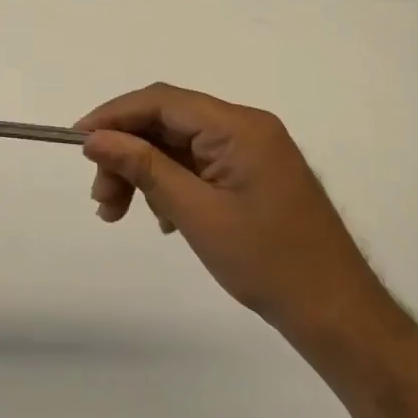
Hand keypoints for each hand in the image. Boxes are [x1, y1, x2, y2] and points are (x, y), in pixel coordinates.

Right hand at [78, 84, 393, 357]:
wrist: (339, 316)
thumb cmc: (268, 263)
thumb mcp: (195, 214)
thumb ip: (143, 167)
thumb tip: (95, 138)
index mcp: (239, 126)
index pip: (162, 100)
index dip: (114, 115)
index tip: (78, 141)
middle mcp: (246, 127)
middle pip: (168, 122)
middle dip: (127, 152)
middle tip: (101, 197)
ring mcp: (253, 150)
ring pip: (179, 144)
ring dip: (145, 171)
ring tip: (120, 213)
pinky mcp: (254, 174)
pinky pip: (199, 164)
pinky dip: (171, 183)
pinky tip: (162, 218)